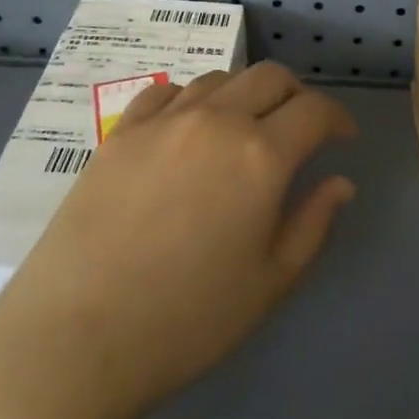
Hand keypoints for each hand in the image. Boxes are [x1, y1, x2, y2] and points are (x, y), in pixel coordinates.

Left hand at [0, 63, 356, 418]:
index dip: (337, 118)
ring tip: (244, 127)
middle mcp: (216, 121)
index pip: (314, 110)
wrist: (76, 340)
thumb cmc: (188, 320)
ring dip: (245, 93)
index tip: (342, 138)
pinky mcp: (120, 133)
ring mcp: (162, 121)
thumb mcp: (271, 281)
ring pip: (219, 78)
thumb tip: (339, 183)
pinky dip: (191, 100)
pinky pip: (164, 93)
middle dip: (297, 95)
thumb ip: (313, 222)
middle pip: (270, 77)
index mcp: (261, 155)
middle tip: (300, 127)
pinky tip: (188, 127)